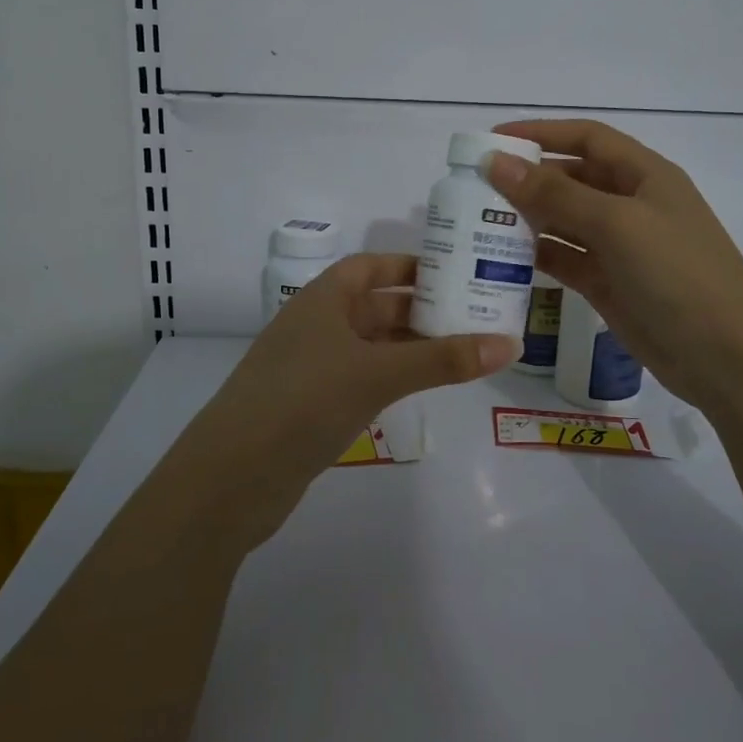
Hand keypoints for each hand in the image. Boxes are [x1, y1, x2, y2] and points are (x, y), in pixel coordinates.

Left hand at [168, 254, 516, 539]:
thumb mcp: (377, 373)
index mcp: (323, 299)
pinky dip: (391, 377)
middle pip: (375, 305)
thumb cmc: (305, 401)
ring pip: (370, 345)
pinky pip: (361, 377)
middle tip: (473, 315)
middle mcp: (316, 325)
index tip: (454, 272)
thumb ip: (442, 359)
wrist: (233, 476)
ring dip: (409, 346)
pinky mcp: (311, 405)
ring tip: (460, 351)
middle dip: (419, 309)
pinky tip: (419, 388)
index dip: (409, 265)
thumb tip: (509, 344)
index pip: (370, 266)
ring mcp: (311, 367)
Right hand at [485, 119, 742, 411]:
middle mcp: (630, 205)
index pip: (586, 138)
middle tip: (474, 185)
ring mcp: (619, 247)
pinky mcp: (608, 284)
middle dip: (526, 178)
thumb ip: (555, 194)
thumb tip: (496, 162)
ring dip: (526, 218)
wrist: (727, 359)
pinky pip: (564, 259)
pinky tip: (501, 257)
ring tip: (478, 220)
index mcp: (644, 175)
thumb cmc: (678, 275)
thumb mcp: (617, 225)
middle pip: (571, 178)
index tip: (493, 139)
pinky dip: (536, 255)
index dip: (541, 133)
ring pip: (563, 221)